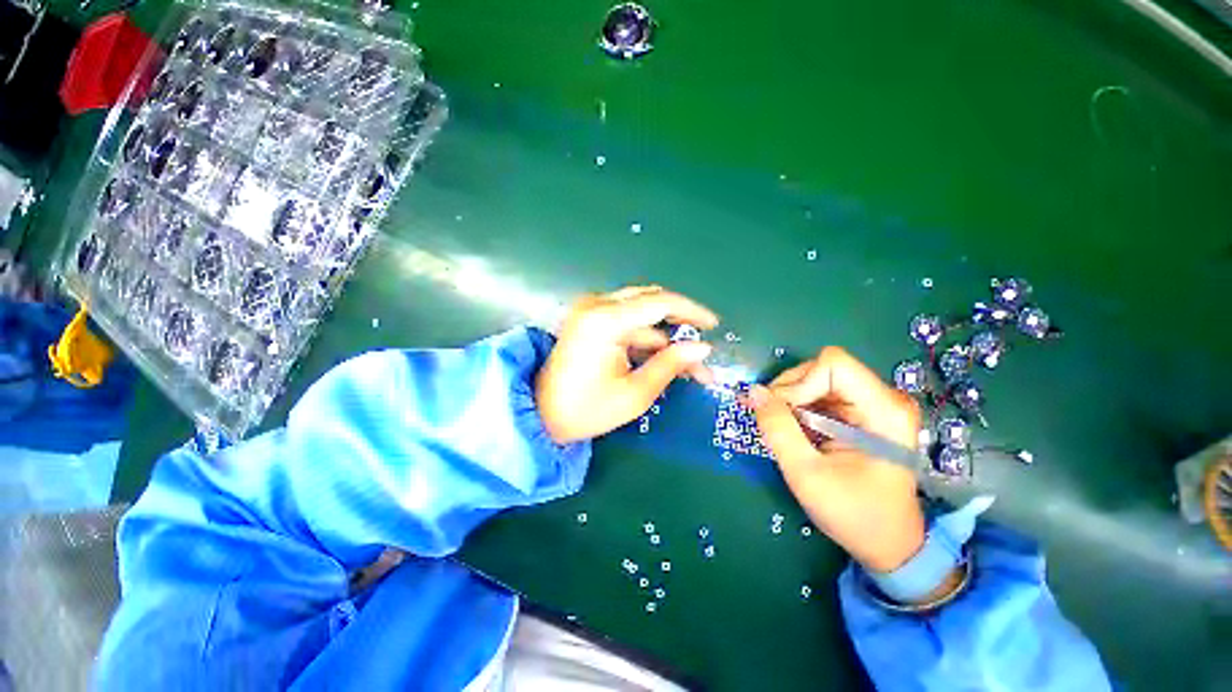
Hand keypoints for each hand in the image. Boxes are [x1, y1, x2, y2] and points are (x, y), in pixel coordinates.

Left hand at [536, 286, 718, 443]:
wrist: (541, 414)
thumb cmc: (587, 409)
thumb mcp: (635, 393)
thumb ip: (670, 365)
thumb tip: (703, 348)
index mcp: (605, 320)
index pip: (660, 302)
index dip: (692, 311)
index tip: (714, 325)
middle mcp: (597, 305)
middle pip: (651, 301)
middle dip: (680, 324)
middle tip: (700, 348)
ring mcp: (591, 310)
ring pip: (641, 313)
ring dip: (665, 335)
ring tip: (686, 364)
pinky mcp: (590, 320)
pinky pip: (627, 321)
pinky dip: (646, 338)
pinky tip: (662, 359)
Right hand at [748, 347, 924, 573]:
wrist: (889, 543)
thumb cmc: (854, 515)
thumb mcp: (806, 474)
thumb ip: (778, 429)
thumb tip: (753, 392)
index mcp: (883, 411)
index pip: (832, 365)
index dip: (799, 383)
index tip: (782, 414)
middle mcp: (883, 398)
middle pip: (822, 368)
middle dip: (790, 391)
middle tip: (773, 421)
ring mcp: (873, 404)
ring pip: (817, 378)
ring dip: (791, 399)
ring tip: (782, 428)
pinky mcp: (862, 413)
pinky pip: (820, 393)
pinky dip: (798, 406)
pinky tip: (793, 429)